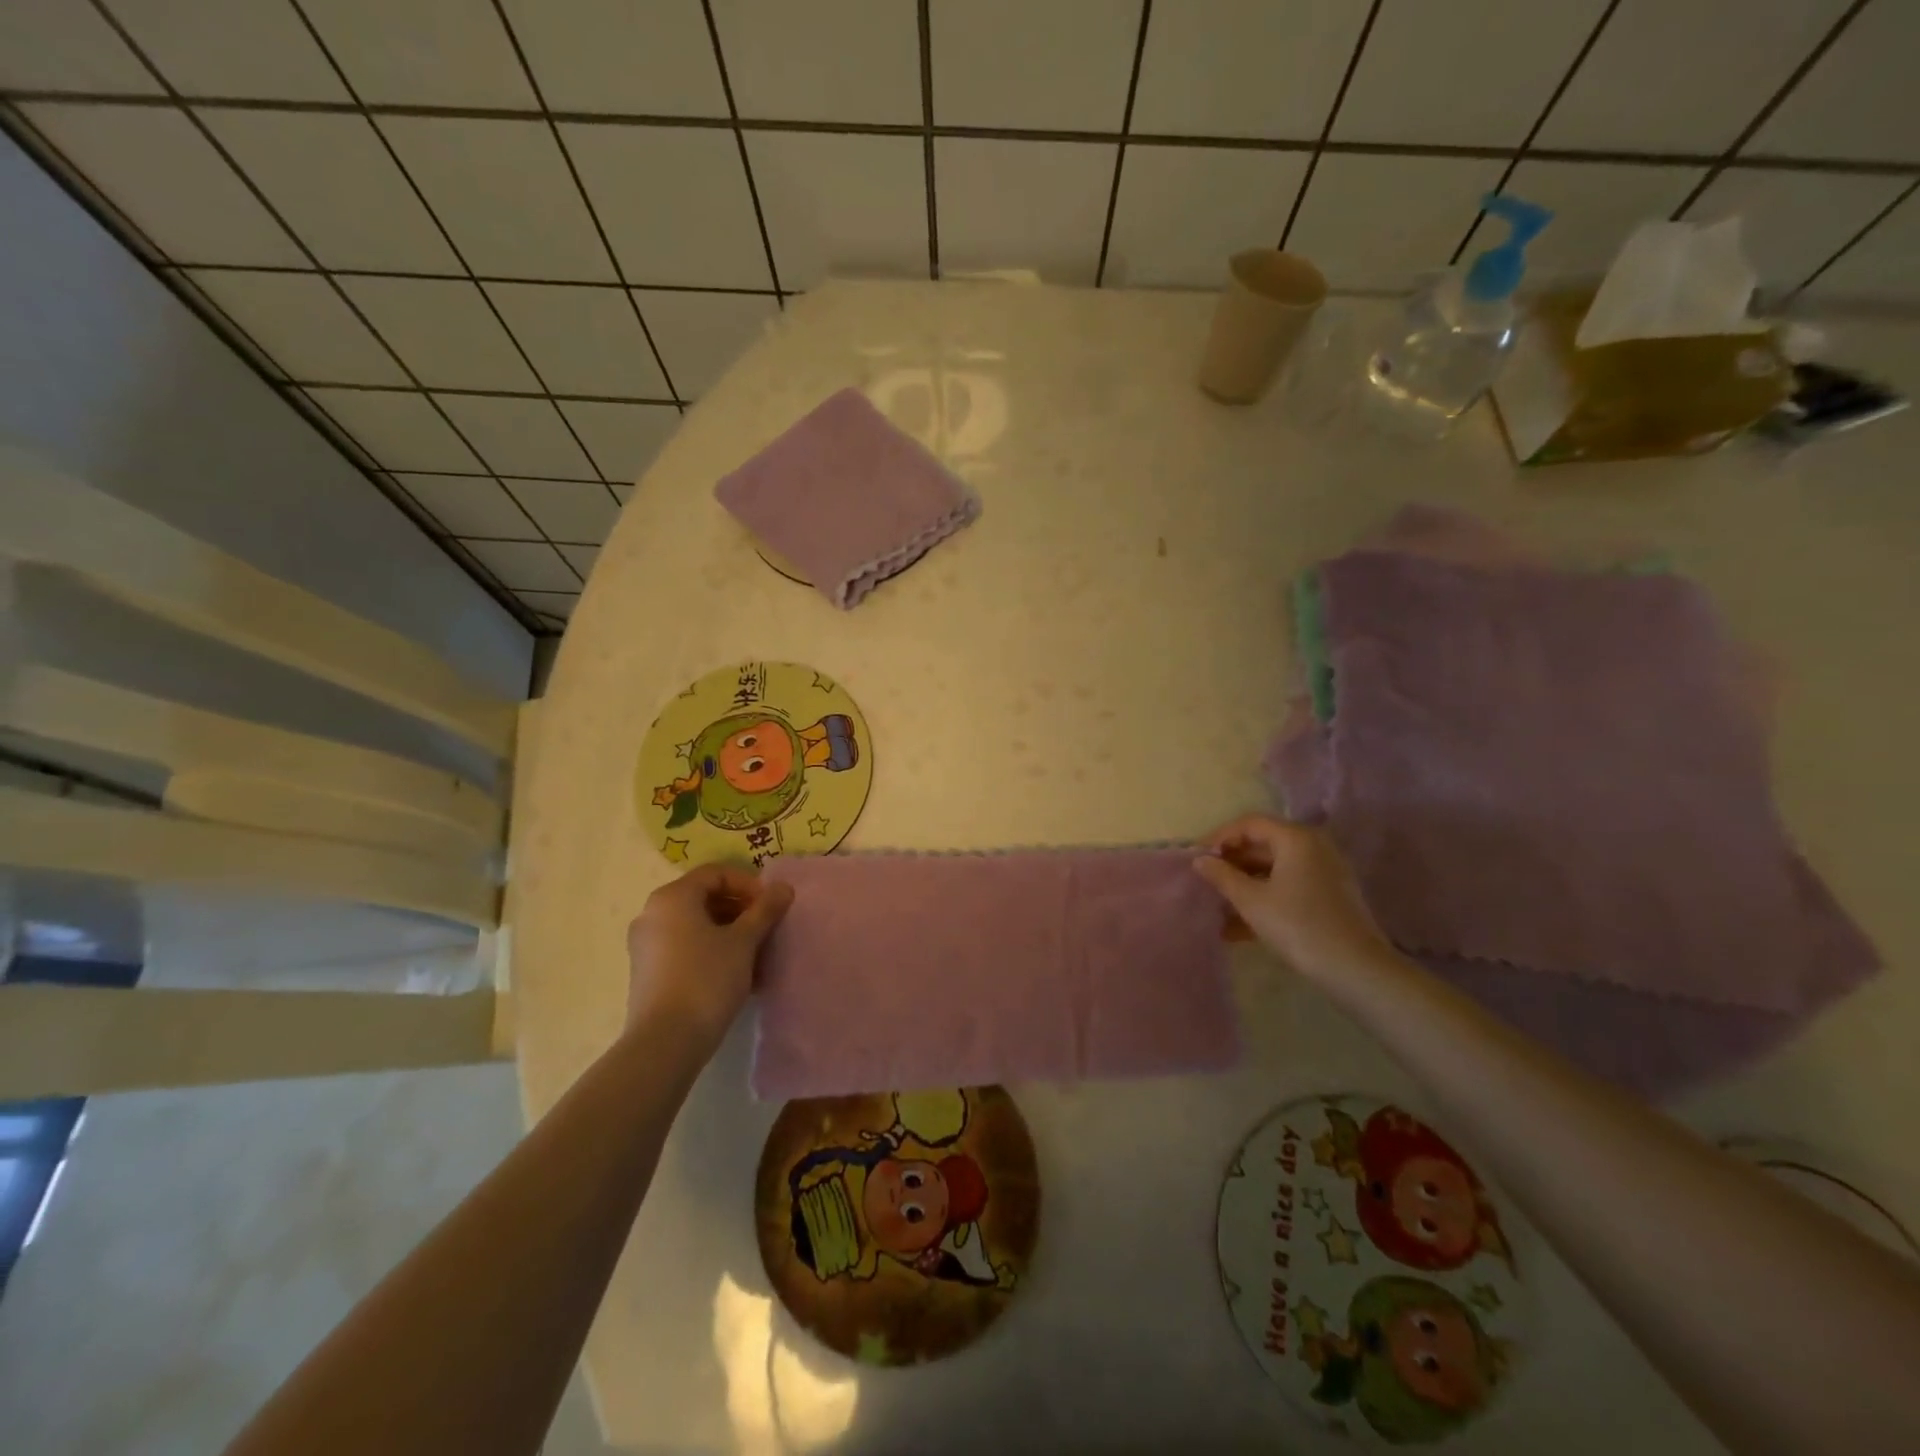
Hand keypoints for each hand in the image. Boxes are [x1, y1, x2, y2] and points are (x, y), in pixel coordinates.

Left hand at [624, 864, 793, 1049]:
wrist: (665, 1042)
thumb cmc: (707, 979)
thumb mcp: (744, 941)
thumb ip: (765, 910)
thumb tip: (783, 888)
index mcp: (672, 897)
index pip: (716, 874)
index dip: (748, 884)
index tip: (771, 905)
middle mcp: (652, 914)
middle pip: (704, 898)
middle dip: (740, 910)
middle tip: (766, 928)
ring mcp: (646, 945)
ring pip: (695, 925)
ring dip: (729, 932)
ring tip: (756, 954)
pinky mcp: (646, 973)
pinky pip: (684, 948)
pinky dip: (711, 951)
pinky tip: (736, 974)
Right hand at [1193, 814, 1388, 973]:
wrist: (1356, 969)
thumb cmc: (1298, 926)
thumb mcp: (1252, 901)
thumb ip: (1222, 876)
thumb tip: (1200, 860)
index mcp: (1296, 838)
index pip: (1249, 824)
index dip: (1219, 838)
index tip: (1197, 859)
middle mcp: (1313, 847)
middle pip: (1263, 845)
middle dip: (1231, 864)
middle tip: (1206, 883)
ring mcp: (1324, 872)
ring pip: (1274, 869)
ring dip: (1245, 885)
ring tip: (1218, 907)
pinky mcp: (1329, 896)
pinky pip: (1289, 887)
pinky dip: (1265, 898)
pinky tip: (1239, 928)